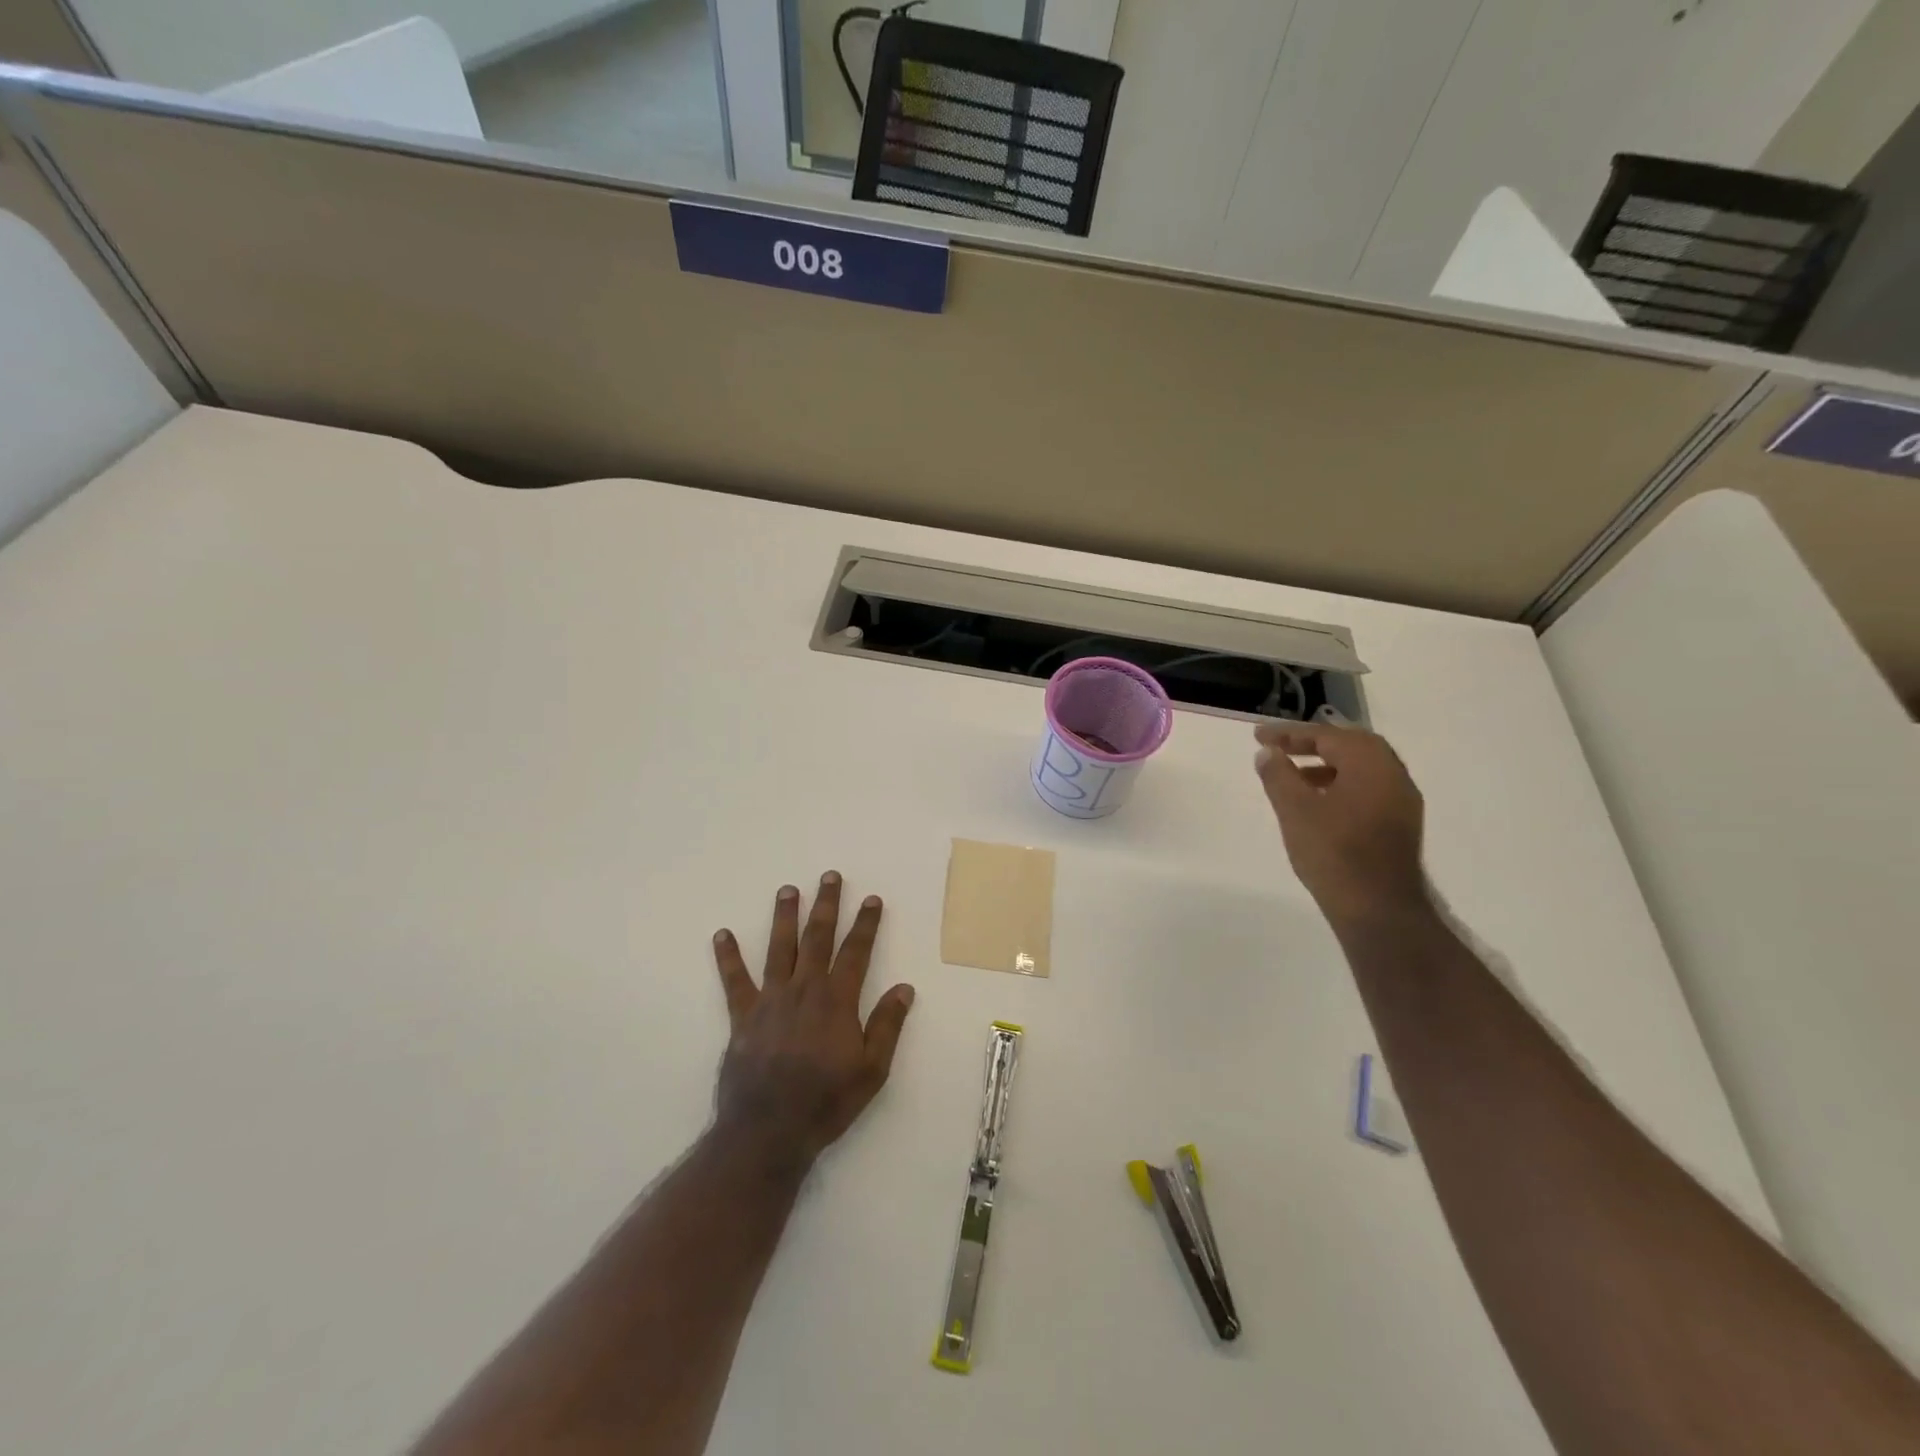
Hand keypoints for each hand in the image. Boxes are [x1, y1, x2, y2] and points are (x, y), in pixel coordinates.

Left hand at [710, 872, 915, 1170]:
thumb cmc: (826, 1102)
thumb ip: (887, 1026)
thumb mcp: (872, 1070)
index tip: (871, 899)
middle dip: (827, 905)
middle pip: (817, 938)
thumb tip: (904, 988)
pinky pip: (734, 980)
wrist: (768, 1131)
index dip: (865, 924)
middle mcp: (804, 990)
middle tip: (830, 876)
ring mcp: (770, 1000)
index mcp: (837, 1001)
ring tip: (788, 889)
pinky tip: (722, 934)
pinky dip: (728, 957)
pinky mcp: (743, 1016)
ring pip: (779, 948)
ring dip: (785, 917)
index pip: (856, 952)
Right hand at [1253, 722, 1427, 924]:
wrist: (1378, 909)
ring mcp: (1401, 801)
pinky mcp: (1399, 824)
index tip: (1258, 736)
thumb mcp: (1295, 810)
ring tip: (1293, 775)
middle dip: (1313, 744)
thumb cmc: (1333, 853)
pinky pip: (1368, 788)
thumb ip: (1278, 775)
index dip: (1289, 734)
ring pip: (1361, 768)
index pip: (1327, 736)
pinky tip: (1318, 803)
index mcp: (1371, 764)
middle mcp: (1393, 775)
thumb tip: (1268, 752)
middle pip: (1350, 745)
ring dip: (1327, 765)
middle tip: (1280, 748)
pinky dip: (1341, 784)